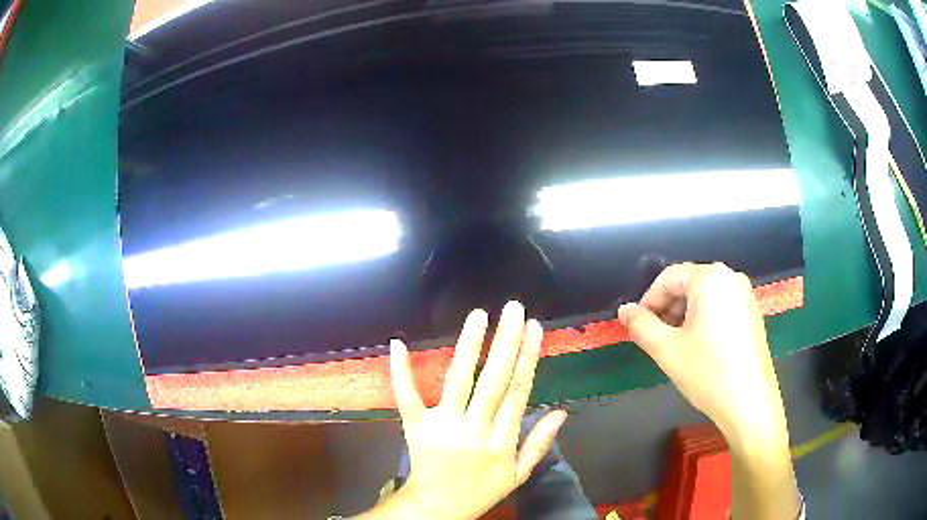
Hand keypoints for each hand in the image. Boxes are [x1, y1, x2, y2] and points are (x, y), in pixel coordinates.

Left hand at [360, 301, 567, 519]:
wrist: (437, 508)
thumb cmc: (480, 491)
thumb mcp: (518, 475)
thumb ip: (539, 443)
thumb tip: (562, 412)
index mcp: (501, 440)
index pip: (518, 391)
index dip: (528, 357)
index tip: (534, 328)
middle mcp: (475, 428)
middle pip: (493, 380)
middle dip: (506, 341)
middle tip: (513, 308)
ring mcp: (443, 426)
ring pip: (458, 381)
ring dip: (469, 346)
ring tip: (480, 316)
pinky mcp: (415, 427)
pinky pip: (407, 397)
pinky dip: (401, 371)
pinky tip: (400, 343)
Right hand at [618, 262, 799, 519]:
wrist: (749, 401)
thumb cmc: (707, 371)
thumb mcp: (666, 349)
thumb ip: (641, 325)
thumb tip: (624, 311)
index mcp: (710, 278)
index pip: (669, 277)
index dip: (649, 300)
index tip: (637, 324)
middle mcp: (731, 278)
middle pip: (689, 284)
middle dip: (667, 308)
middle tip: (655, 336)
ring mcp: (745, 295)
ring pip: (705, 296)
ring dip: (684, 315)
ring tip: (675, 344)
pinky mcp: (752, 314)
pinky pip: (721, 306)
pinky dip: (704, 319)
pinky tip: (699, 347)